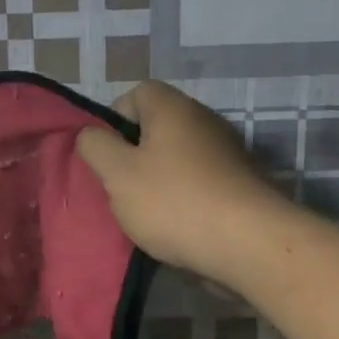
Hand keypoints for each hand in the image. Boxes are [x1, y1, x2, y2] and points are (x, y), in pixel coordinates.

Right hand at [76, 81, 288, 285]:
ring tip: (148, 212)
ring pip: (179, 157)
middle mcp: (204, 120)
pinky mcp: (241, 183)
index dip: (115, 121)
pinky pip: (201, 181)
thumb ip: (95, 147)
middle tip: (122, 187)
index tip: (107, 154)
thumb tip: (91, 134)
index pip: (137, 94)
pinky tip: (179, 225)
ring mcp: (228, 152)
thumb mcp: (117, 174)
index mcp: (173, 108)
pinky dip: (186, 197)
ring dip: (160, 179)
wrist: (248, 243)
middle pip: (158, 127)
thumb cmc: (173, 201)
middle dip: (135, 155)